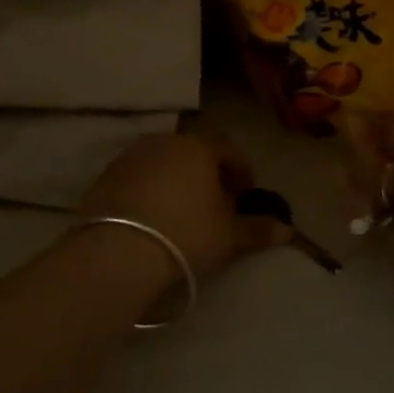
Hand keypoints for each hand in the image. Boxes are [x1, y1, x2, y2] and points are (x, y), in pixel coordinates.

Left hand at [81, 130, 290, 280]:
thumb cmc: (185, 234)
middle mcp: (164, 142)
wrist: (118, 251)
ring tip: (182, 211)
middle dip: (207, 173)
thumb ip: (258, 229)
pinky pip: (137, 177)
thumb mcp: (228, 235)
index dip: (241, 170)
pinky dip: (149, 190)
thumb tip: (288, 230)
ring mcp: (131, 156)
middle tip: (215, 203)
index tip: (245, 194)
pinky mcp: (106, 176)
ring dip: (176, 180)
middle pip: (193, 152)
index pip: (227, 149)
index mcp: (198, 147)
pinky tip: (151, 217)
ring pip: (163, 163)